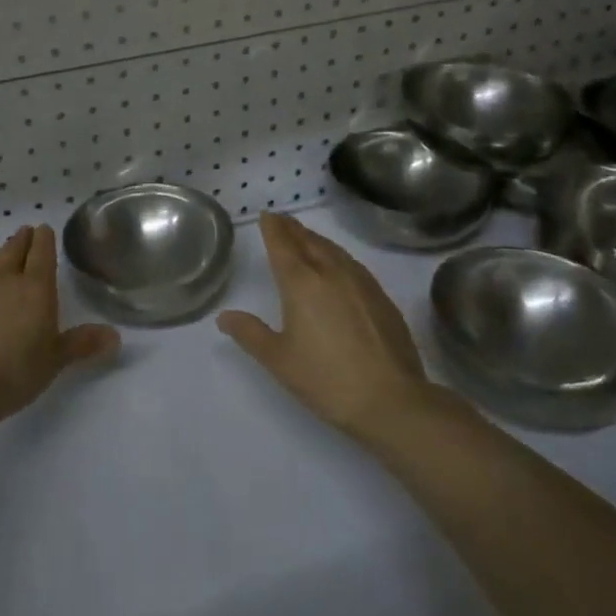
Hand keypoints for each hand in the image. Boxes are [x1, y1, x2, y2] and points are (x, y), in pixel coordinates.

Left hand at [0, 225, 119, 424]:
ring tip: (5, 254)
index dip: (44, 238)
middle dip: (23, 239)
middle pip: (14, 249)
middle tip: (27, 232)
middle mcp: (6, 278)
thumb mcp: (55, 360)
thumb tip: (116, 336)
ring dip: (0, 254)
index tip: (45, 229)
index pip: (42, 252)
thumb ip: (83, 343)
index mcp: (36, 287)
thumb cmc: (15, 371)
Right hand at [217, 213, 434, 438]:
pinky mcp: (381, 298)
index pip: (283, 245)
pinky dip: (337, 255)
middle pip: (309, 241)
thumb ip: (250, 333)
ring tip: (306, 236)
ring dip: (316, 238)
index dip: (273, 228)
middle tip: (282, 219)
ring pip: (334, 250)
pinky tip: (339, 266)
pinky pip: (353, 264)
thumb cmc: (326, 379)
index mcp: (301, 283)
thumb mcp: (278, 360)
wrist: (392, 400)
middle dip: (293, 228)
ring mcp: (361, 283)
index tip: (267, 215)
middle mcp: (331, 273)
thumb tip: (224, 316)